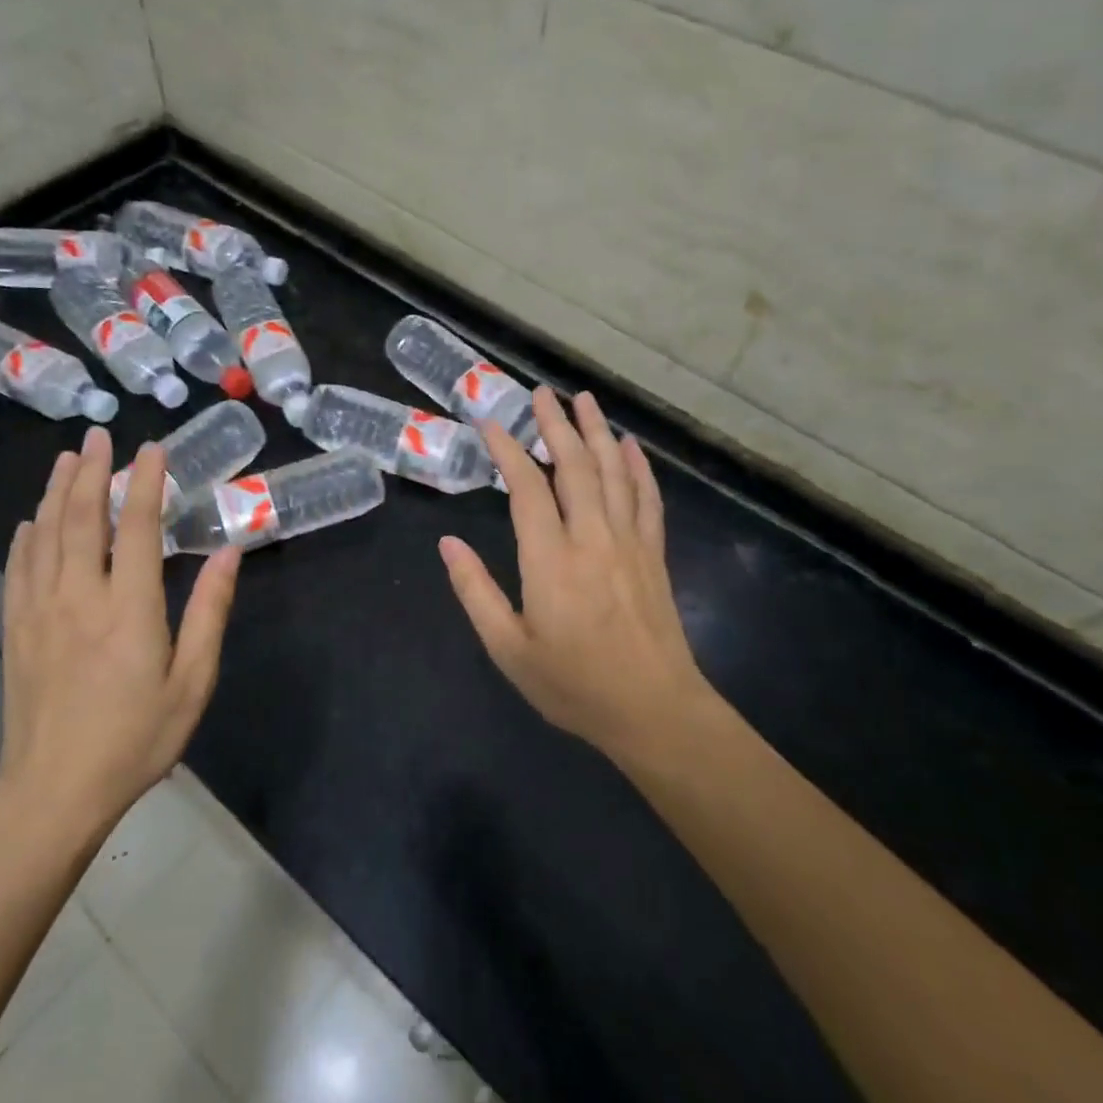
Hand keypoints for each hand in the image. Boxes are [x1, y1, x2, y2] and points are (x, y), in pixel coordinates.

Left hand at [0, 426, 240, 823]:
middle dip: (91, 471)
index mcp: (129, 608)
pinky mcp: (15, 629)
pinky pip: (18, 568)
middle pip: (81, 518)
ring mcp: (40, 611)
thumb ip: (210, 613)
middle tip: (98, 435)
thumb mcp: (192, 682)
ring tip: (66, 458)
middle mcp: (79, 596)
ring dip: (56, 491)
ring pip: (45, 535)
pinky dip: (26, 536)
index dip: (145, 482)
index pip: (137, 527)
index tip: (152, 449)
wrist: (54, 791)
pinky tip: (30, 520)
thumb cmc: (136, 738)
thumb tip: (229, 552)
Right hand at [439, 388, 710, 759]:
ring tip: (584, 399)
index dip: (508, 450)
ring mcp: (629, 542)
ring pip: (614, 472)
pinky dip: (638, 467)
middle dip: (556, 424)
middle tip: (542, 392)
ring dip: (597, 432)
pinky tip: (631, 446)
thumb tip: (447, 545)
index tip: (490, 422)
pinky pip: (648, 498)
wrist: (654, 710)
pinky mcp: (654, 554)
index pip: (527, 488)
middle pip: (574, 466)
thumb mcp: (509, 649)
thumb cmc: (574, 684)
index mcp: (551, 559)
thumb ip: (476, 592)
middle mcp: (593, 538)